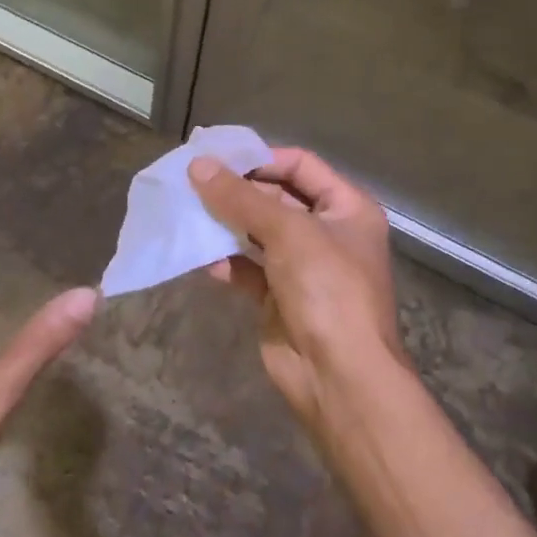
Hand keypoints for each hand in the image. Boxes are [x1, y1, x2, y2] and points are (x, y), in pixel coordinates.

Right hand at [188, 147, 405, 435]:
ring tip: (190, 214)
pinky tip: (205, 260)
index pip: (301, 165)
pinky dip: (229, 263)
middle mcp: (328, 233)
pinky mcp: (281, 298)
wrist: (340, 378)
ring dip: (228, 225)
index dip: (262, 158)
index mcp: (347, 208)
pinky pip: (250, 269)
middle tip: (193, 183)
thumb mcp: (287, 232)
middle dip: (238, 192)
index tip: (219, 159)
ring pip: (259, 234)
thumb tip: (198, 166)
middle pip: (277, 198)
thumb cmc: (327, 289)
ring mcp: (304, 267)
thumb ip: (241, 198)